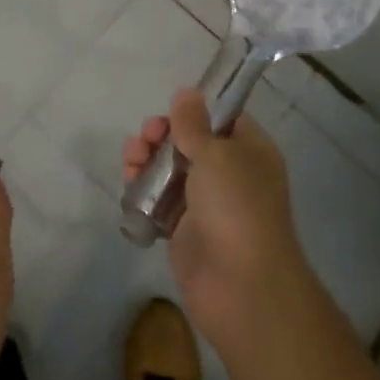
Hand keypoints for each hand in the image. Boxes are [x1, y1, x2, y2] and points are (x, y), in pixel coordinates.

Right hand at [123, 89, 313, 354]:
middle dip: (162, 135)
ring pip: (169, 169)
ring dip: (146, 159)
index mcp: (249, 151)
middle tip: (146, 138)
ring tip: (131, 162)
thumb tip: (187, 91)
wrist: (241, 288)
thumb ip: (194, 123)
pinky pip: (158, 200)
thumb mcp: (217, 155)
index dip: (193, 111)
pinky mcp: (184, 229)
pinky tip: (130, 185)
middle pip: (188, 141)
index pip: (221, 118)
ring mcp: (206, 203)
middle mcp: (230, 173)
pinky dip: (143, 190)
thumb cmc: (236, 209)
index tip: (170, 112)